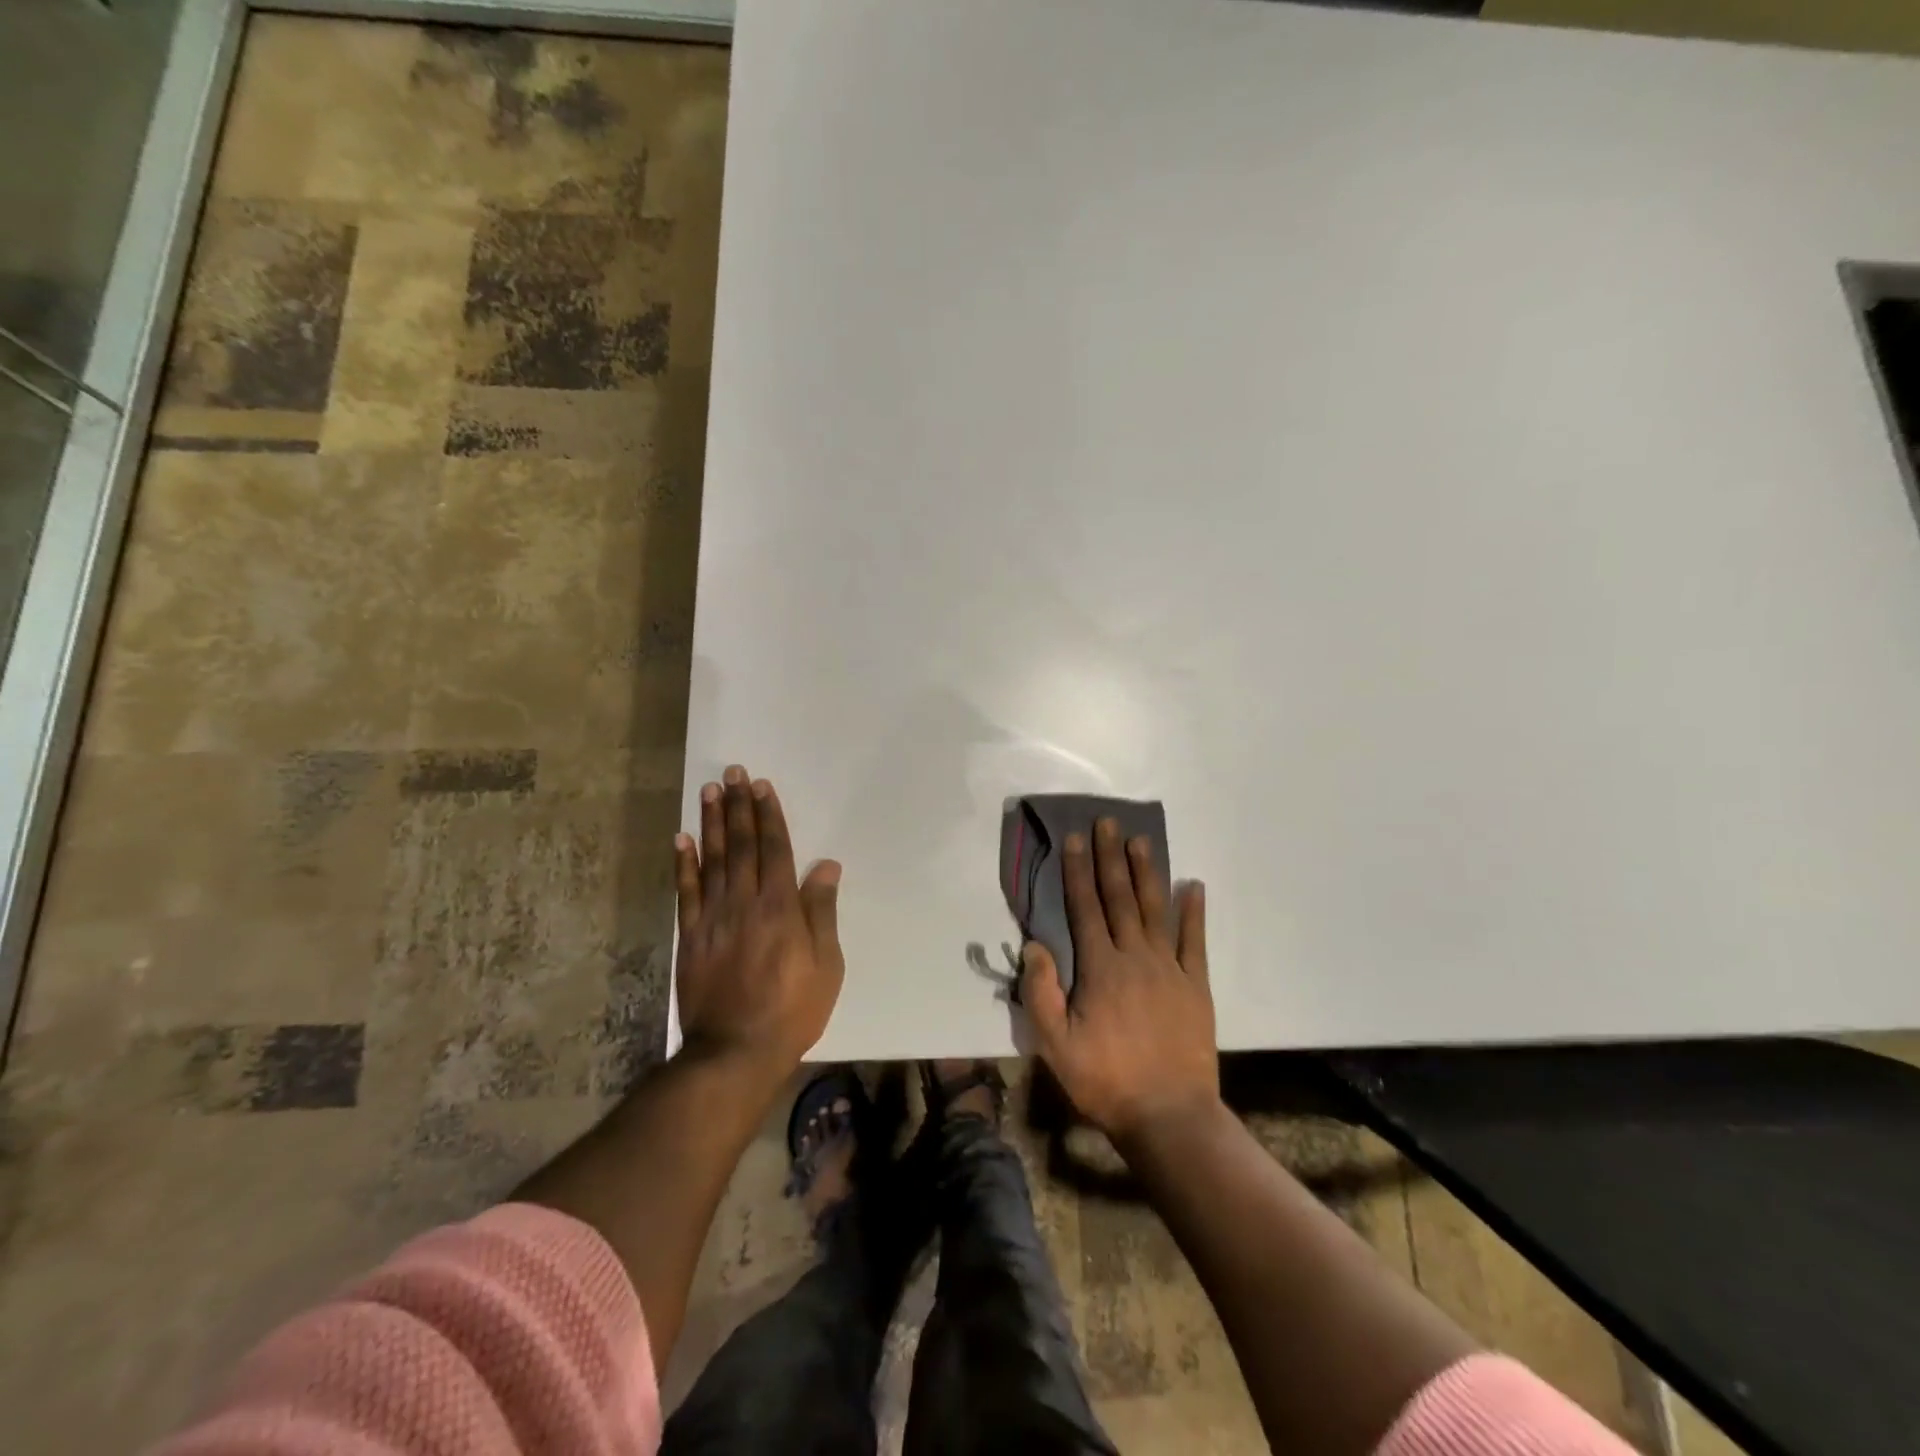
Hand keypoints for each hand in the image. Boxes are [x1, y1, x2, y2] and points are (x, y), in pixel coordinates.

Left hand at [673, 765, 843, 1079]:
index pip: (774, 849)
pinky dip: (683, 864)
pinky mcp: (690, 937)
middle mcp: (744, 902)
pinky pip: (685, 892)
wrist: (735, 1051)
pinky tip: (681, 838)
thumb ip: (822, 910)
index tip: (761, 786)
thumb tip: (825, 864)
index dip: (768, 815)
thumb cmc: (793, 1008)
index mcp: (780, 907)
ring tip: (709, 791)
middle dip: (739, 807)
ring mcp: (713, 918)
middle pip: (741, 845)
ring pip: (711, 860)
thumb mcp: (826, 963)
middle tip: (733, 773)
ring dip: (711, 823)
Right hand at [1021, 817, 1217, 1144]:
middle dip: (1111, 857)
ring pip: (1156, 909)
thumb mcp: (1056, 1045)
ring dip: (1147, 872)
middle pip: (1120, 897)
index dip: (1078, 871)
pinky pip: (1195, 940)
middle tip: (1108, 822)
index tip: (1075, 839)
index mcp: (1100, 968)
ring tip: (1141, 840)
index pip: (1085, 907)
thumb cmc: (1106, 1080)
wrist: (1169, 1115)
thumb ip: (1042, 993)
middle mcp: (1135, 956)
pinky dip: (1194, 911)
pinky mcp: (1196, 985)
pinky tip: (1193, 885)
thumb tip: (1034, 945)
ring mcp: (1170, 968)